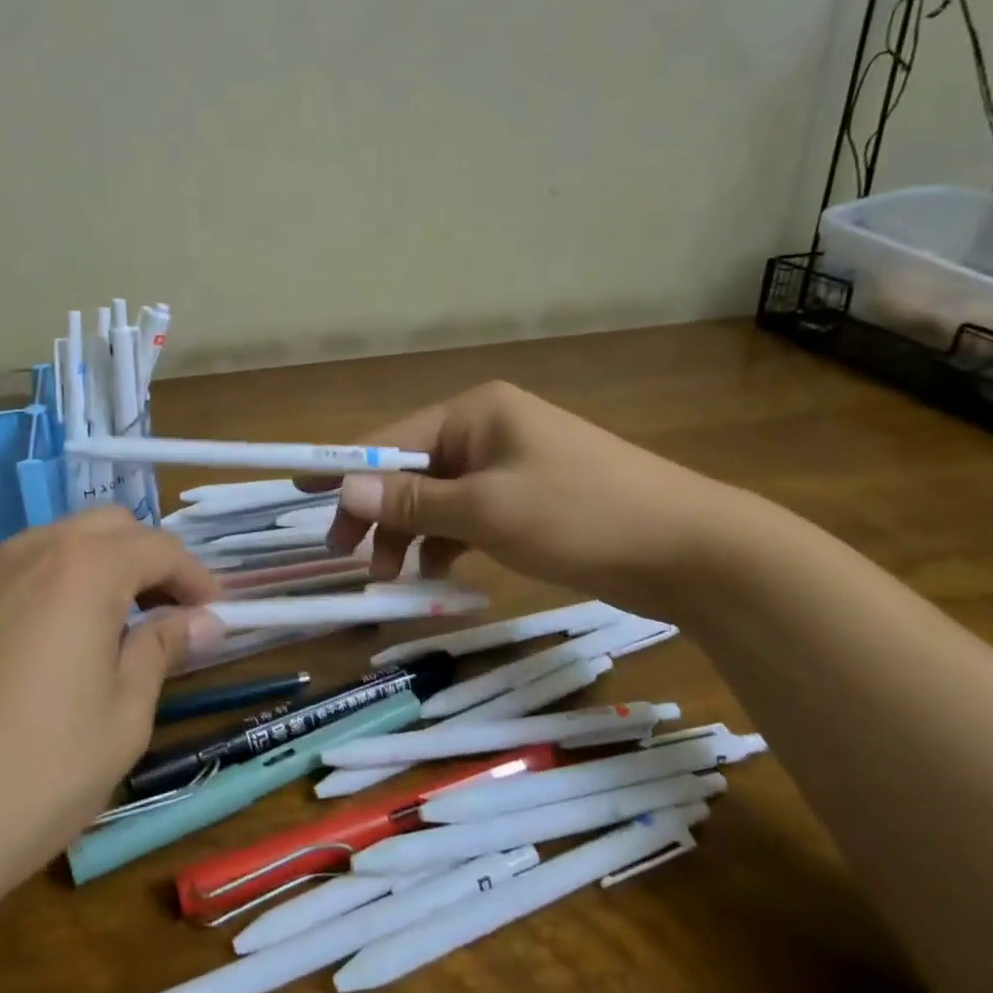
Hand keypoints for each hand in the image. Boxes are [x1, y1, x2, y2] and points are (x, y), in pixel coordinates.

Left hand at [0, 508, 222, 918]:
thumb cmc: (36, 774)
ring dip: (97, 568)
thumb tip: (201, 621)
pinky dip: (50, 585)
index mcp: (83, 568)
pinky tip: (47, 644)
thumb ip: (162, 649)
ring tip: (111, 628)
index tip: (215, 613)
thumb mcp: (123, 717)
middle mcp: (30, 549)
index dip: (195, 577)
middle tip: (167, 613)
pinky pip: (14, 570)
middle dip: (147, 560)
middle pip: (107, 528)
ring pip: (57, 542)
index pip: (157, 548)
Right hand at [319, 380, 734, 611]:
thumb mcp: (486, 510)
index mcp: (474, 413)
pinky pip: (467, 516)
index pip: (390, 437)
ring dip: (409, 535)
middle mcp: (486, 430)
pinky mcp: (526, 501)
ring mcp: (508, 466)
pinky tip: (434, 574)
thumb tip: (342, 488)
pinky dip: (446, 542)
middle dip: (376, 512)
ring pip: (436, 498)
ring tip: (389, 580)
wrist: (694, 550)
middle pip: (410, 470)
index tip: (298, 490)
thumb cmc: (582, 515)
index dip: (343, 466)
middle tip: (345, 557)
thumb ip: (410, 501)